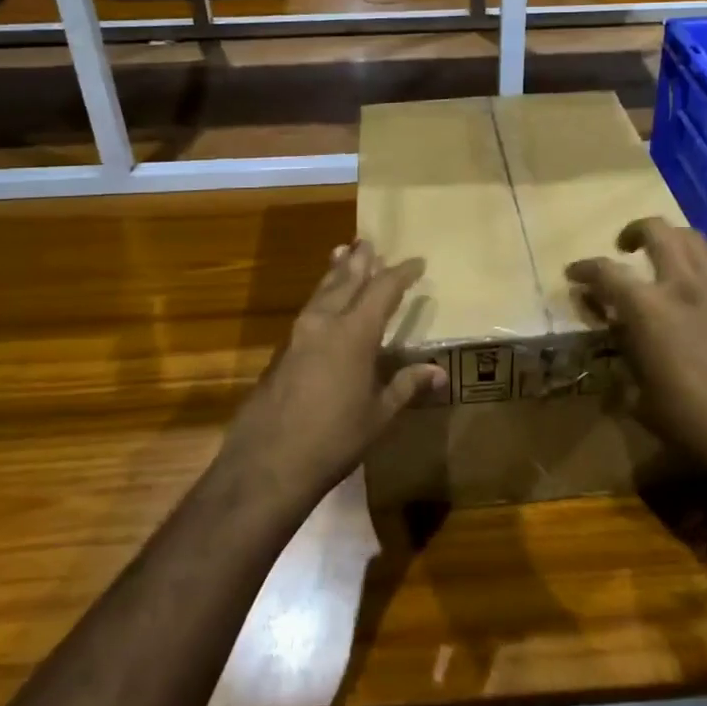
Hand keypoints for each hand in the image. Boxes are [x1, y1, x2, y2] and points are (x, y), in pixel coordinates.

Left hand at [222, 241, 446, 509]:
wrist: (267, 463)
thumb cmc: (334, 438)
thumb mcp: (379, 414)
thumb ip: (406, 386)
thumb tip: (439, 373)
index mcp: (354, 332)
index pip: (383, 289)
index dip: (401, 273)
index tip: (417, 262)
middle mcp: (325, 322)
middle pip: (346, 280)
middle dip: (360, 261)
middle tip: (369, 241)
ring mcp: (299, 334)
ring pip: (322, 291)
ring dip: (336, 272)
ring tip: (343, 254)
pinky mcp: (283, 351)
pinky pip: (308, 309)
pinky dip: (322, 295)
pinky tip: (323, 303)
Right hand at [567, 217, 706, 491]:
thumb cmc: (689, 421)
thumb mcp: (639, 395)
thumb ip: (623, 355)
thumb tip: (615, 336)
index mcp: (646, 308)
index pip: (605, 272)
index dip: (584, 269)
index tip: (575, 273)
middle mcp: (681, 283)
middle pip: (655, 231)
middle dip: (634, 231)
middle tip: (626, 247)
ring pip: (693, 238)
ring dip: (672, 241)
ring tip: (667, 257)